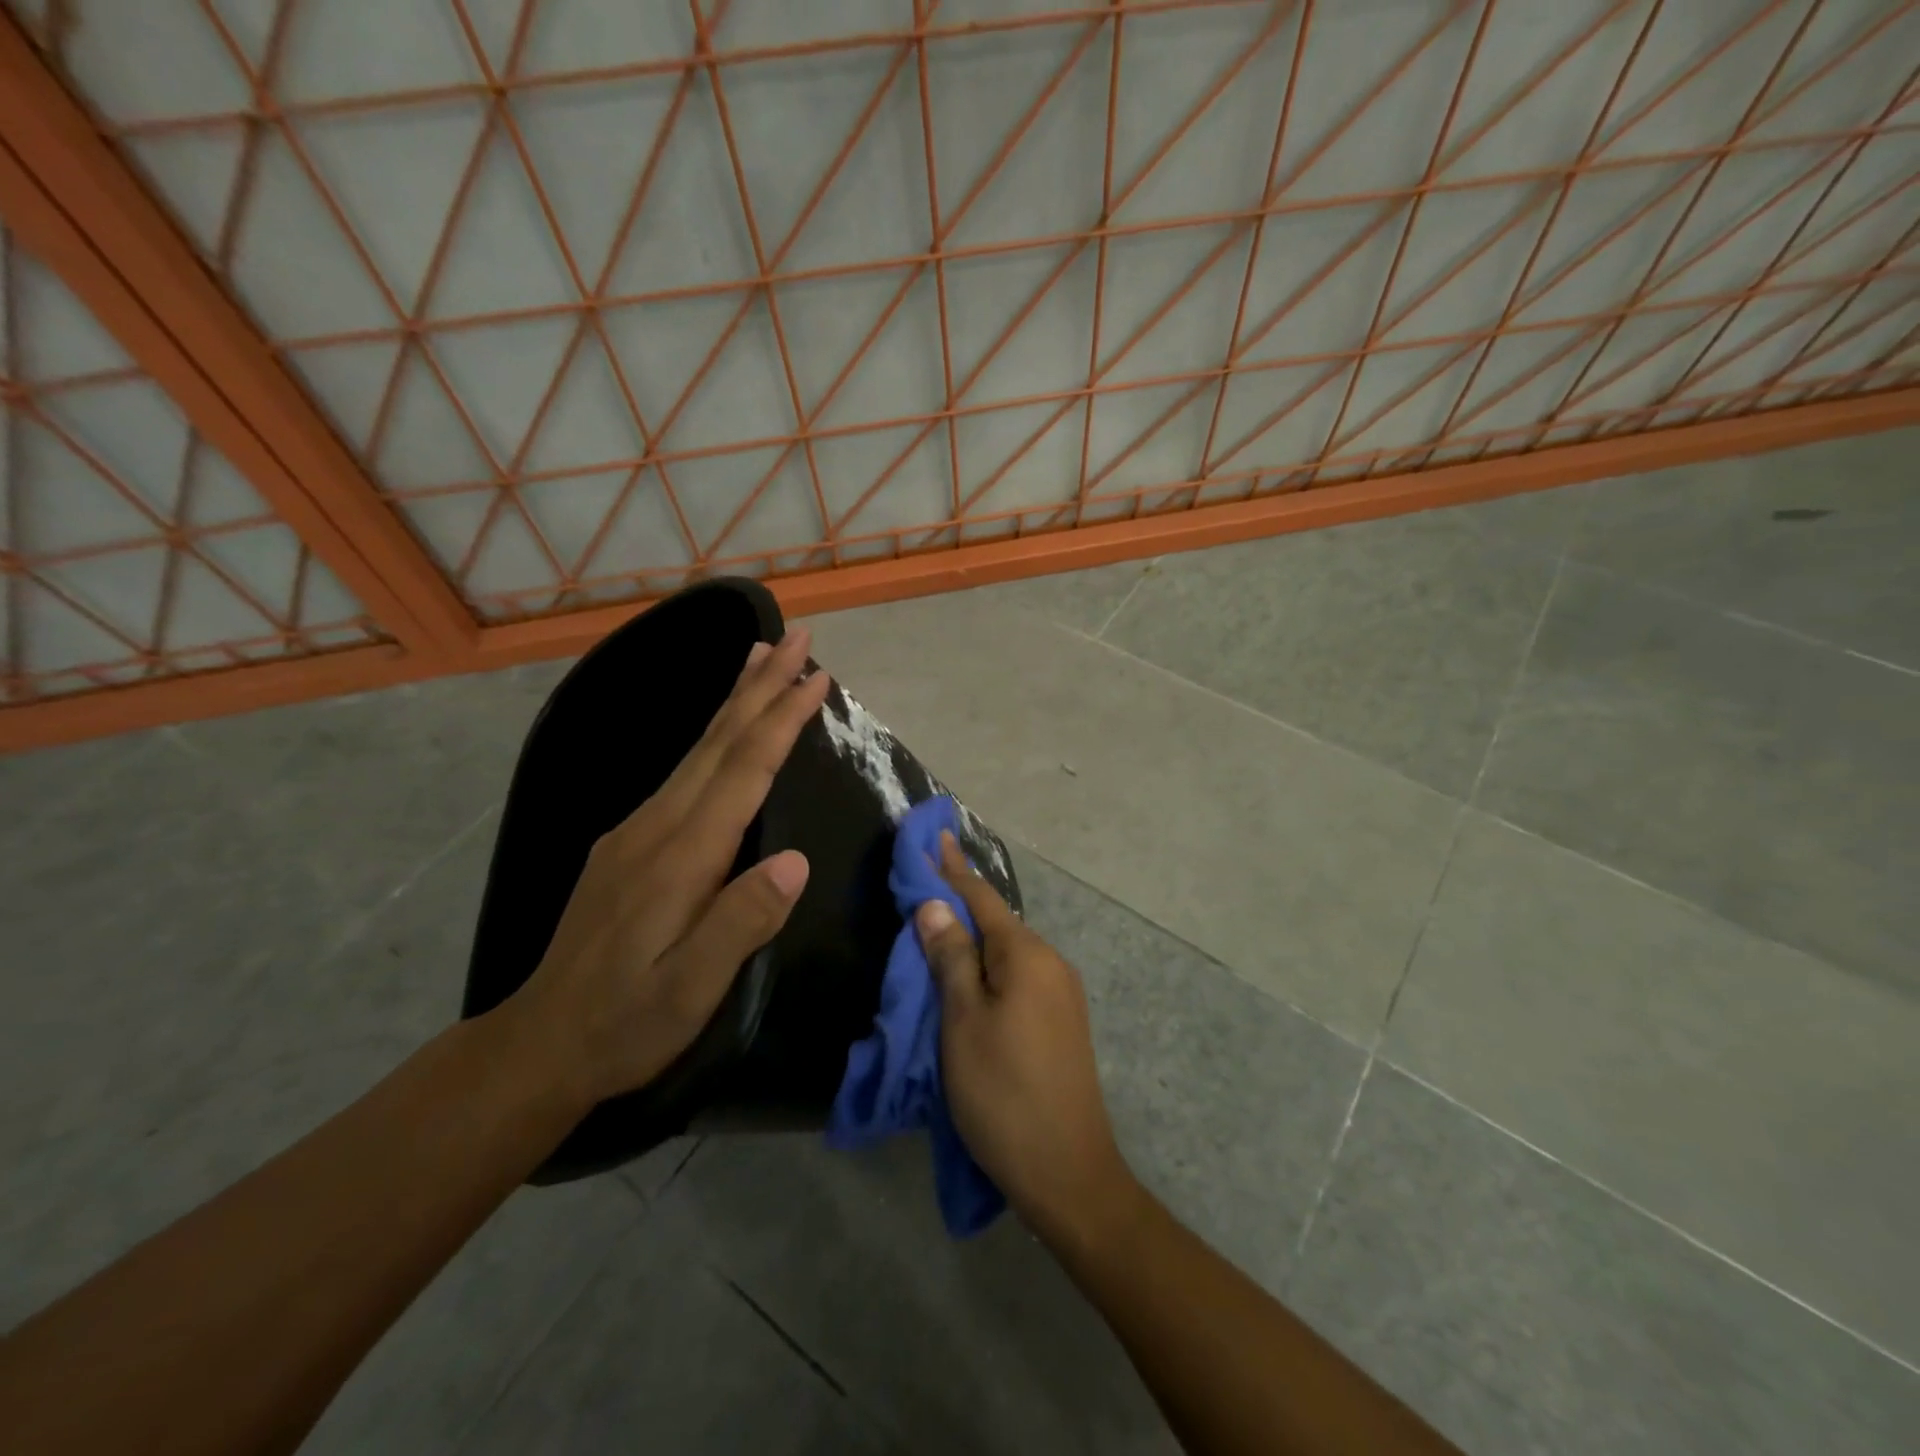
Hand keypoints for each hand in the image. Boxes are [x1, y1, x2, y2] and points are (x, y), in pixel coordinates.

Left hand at [504, 628, 832, 1109]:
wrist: (540, 1042)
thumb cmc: (626, 1023)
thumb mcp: (690, 991)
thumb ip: (741, 924)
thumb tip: (796, 862)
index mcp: (680, 857)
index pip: (742, 771)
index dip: (781, 720)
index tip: (816, 678)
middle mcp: (656, 826)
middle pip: (719, 741)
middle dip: (761, 686)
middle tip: (797, 639)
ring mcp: (636, 829)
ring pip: (697, 748)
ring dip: (735, 699)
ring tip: (759, 656)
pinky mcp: (628, 841)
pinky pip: (683, 770)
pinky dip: (714, 734)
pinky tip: (721, 730)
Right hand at [916, 832, 1135, 1245]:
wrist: (1068, 1172)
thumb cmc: (1003, 1093)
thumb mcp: (963, 1022)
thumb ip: (950, 958)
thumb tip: (935, 905)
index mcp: (1027, 955)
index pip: (982, 898)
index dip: (952, 869)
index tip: (934, 836)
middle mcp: (1051, 964)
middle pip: (997, 923)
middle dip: (959, 904)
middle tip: (922, 887)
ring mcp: (1061, 994)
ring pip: (1007, 953)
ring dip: (972, 940)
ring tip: (937, 932)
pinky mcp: (1061, 1022)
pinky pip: (1018, 977)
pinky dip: (988, 968)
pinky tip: (969, 978)